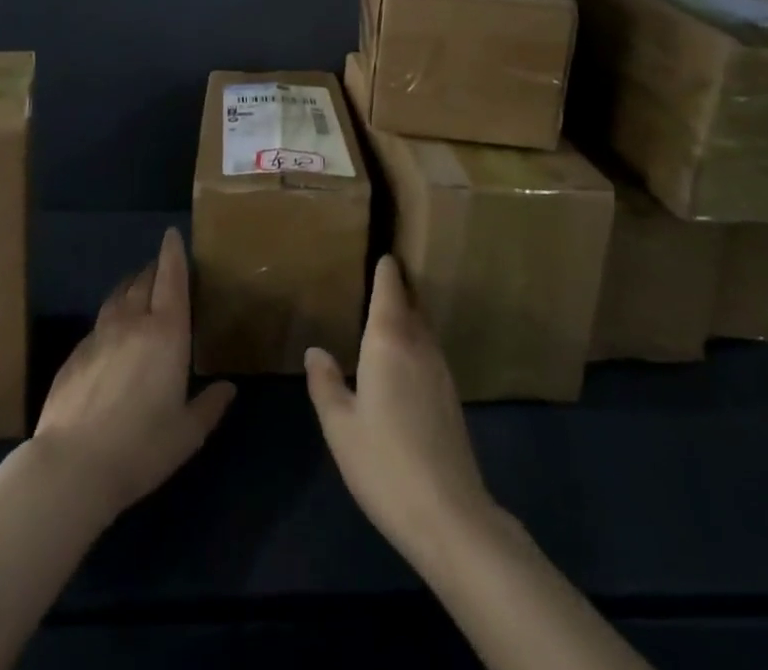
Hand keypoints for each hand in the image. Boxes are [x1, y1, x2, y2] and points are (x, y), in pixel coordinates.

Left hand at [33, 227, 235, 523]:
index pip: (171, 279)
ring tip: (137, 289)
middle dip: (154, 269)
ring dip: (130, 287)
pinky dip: (111, 317)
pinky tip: (111, 335)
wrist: (73, 465)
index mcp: (166, 333)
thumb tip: (228, 388)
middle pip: (143, 281)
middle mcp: (132, 323)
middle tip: (161, 267)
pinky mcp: (75, 354)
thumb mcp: (187, 434)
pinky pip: (99, 323)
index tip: (172, 234)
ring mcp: (99, 335)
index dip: (173, 254)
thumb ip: (209, 406)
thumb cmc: (141, 447)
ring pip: (118, 297)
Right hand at [305, 255, 497, 561]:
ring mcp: (440, 371)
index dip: (386, 269)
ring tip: (389, 310)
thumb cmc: (384, 463)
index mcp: (389, 341)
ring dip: (410, 312)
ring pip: (424, 327)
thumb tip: (315, 350)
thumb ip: (325, 383)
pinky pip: (430, 350)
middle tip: (382, 273)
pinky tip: (404, 357)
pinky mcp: (451, 397)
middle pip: (412, 303)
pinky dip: (416, 339)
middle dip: (399, 286)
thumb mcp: (340, 426)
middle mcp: (419, 346)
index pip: (390, 290)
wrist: (449, 516)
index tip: (381, 252)